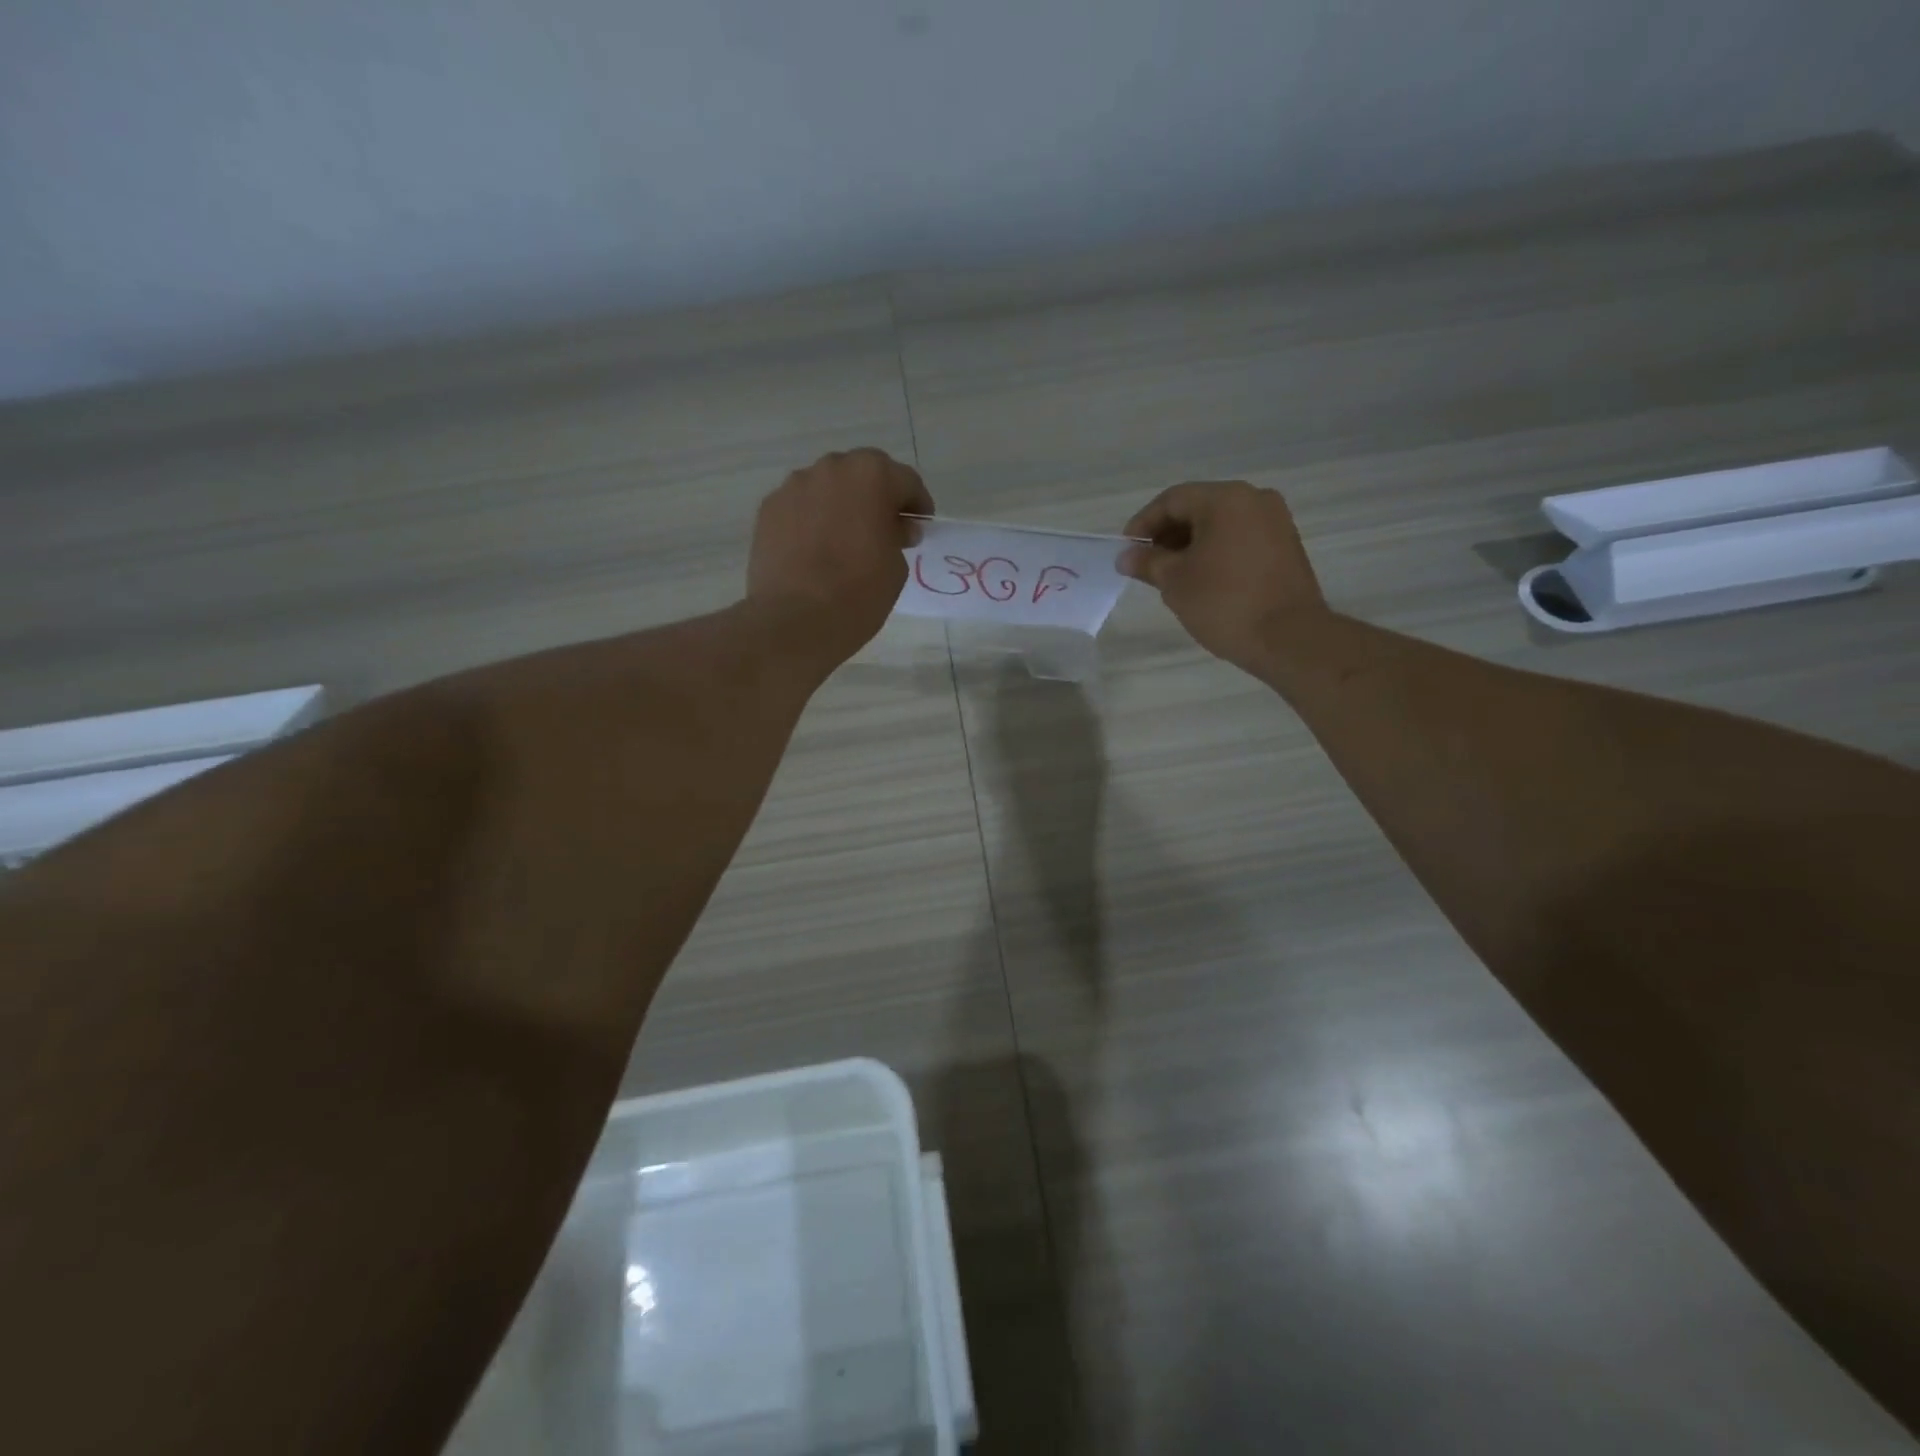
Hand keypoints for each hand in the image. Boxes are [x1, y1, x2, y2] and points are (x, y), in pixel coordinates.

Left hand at [747, 448, 933, 664]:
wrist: (795, 620)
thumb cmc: (859, 592)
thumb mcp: (896, 567)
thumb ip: (898, 536)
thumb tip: (895, 528)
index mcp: (872, 476)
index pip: (905, 481)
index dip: (917, 504)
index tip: (919, 525)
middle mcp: (831, 468)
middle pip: (862, 474)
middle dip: (876, 497)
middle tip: (883, 528)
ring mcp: (794, 486)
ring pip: (827, 487)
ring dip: (841, 505)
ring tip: (844, 539)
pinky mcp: (768, 508)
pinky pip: (800, 507)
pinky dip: (812, 520)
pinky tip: (814, 549)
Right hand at [1118, 481, 1327, 669]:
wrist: (1289, 638)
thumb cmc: (1224, 603)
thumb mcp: (1175, 582)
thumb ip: (1147, 562)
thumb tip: (1126, 556)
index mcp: (1226, 498)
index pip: (1172, 500)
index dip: (1143, 524)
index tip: (1126, 552)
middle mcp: (1254, 499)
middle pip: (1198, 507)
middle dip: (1167, 534)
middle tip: (1146, 565)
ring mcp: (1276, 521)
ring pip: (1220, 524)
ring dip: (1190, 544)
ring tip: (1171, 576)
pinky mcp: (1286, 546)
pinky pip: (1240, 538)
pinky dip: (1216, 552)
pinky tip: (1202, 579)